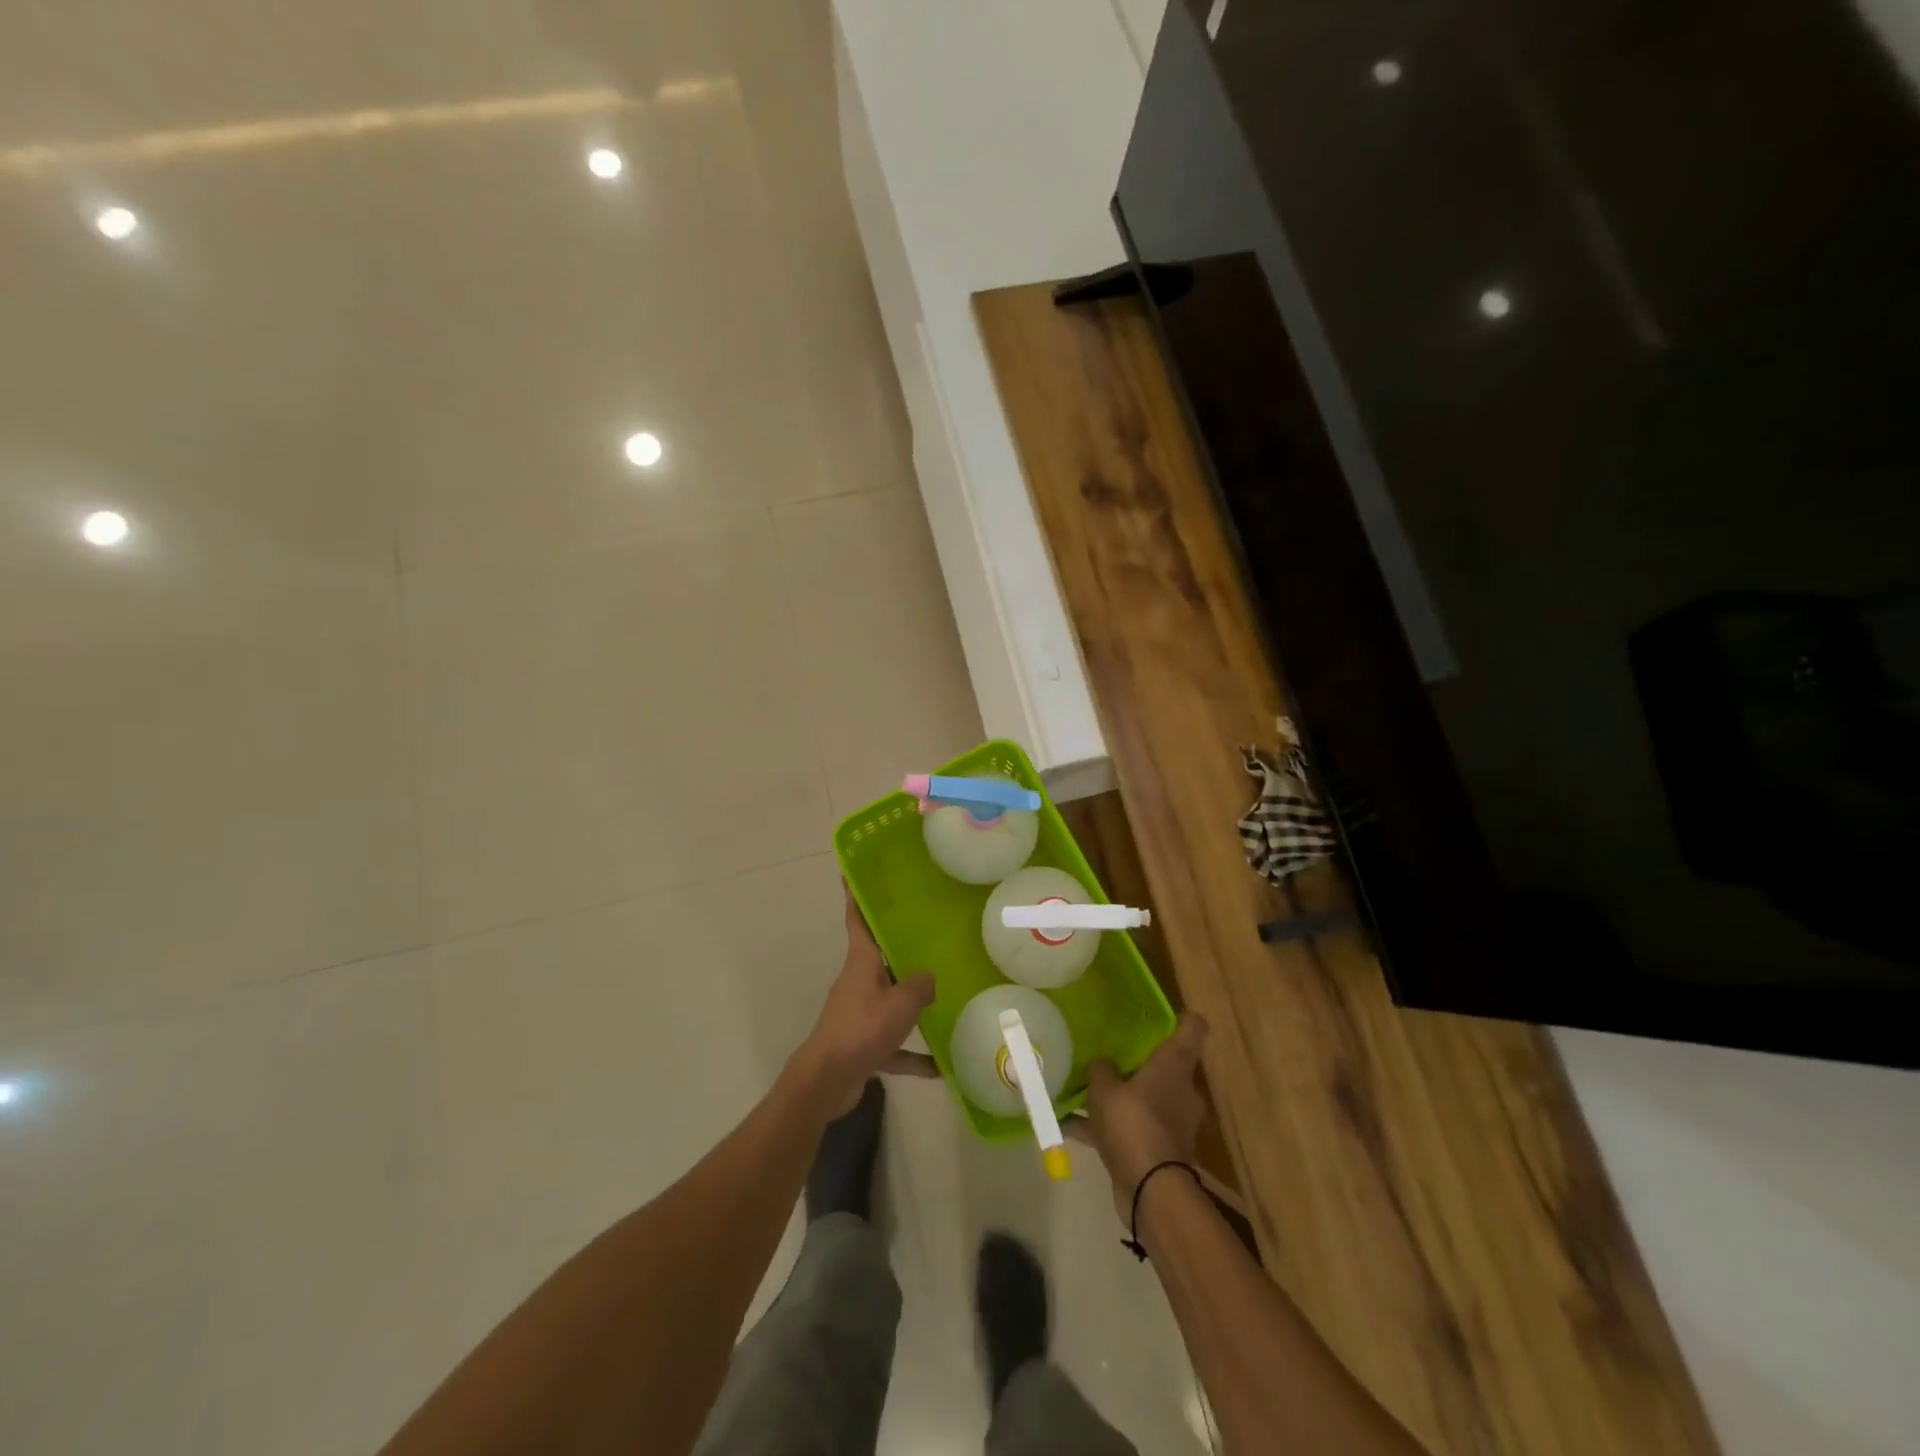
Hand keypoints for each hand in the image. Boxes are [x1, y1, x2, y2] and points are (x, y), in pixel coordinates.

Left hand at [792, 888, 938, 1116]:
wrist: (827, 1080)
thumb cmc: (862, 1028)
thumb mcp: (901, 1003)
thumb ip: (920, 986)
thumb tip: (930, 979)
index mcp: (861, 962)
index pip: (858, 919)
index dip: (856, 895)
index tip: (852, 872)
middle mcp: (859, 981)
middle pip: (880, 956)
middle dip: (900, 946)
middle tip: (929, 930)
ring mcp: (860, 1012)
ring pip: (890, 998)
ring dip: (912, 1002)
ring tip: (945, 995)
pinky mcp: (864, 1042)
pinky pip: (894, 1043)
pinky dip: (913, 1053)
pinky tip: (941, 1065)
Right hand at [1072, 1013, 1209, 1217]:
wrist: (1151, 1191)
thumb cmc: (1133, 1123)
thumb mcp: (1105, 1088)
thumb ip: (1101, 1069)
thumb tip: (1103, 1063)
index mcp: (1175, 1065)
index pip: (1193, 1028)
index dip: (1181, 1016)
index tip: (1160, 1012)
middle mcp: (1181, 1090)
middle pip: (1166, 1064)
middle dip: (1139, 1060)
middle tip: (1108, 1051)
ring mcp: (1173, 1122)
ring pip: (1145, 1097)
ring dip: (1120, 1096)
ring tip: (1083, 1090)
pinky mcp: (1159, 1149)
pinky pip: (1130, 1128)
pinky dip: (1105, 1128)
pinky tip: (1070, 1127)